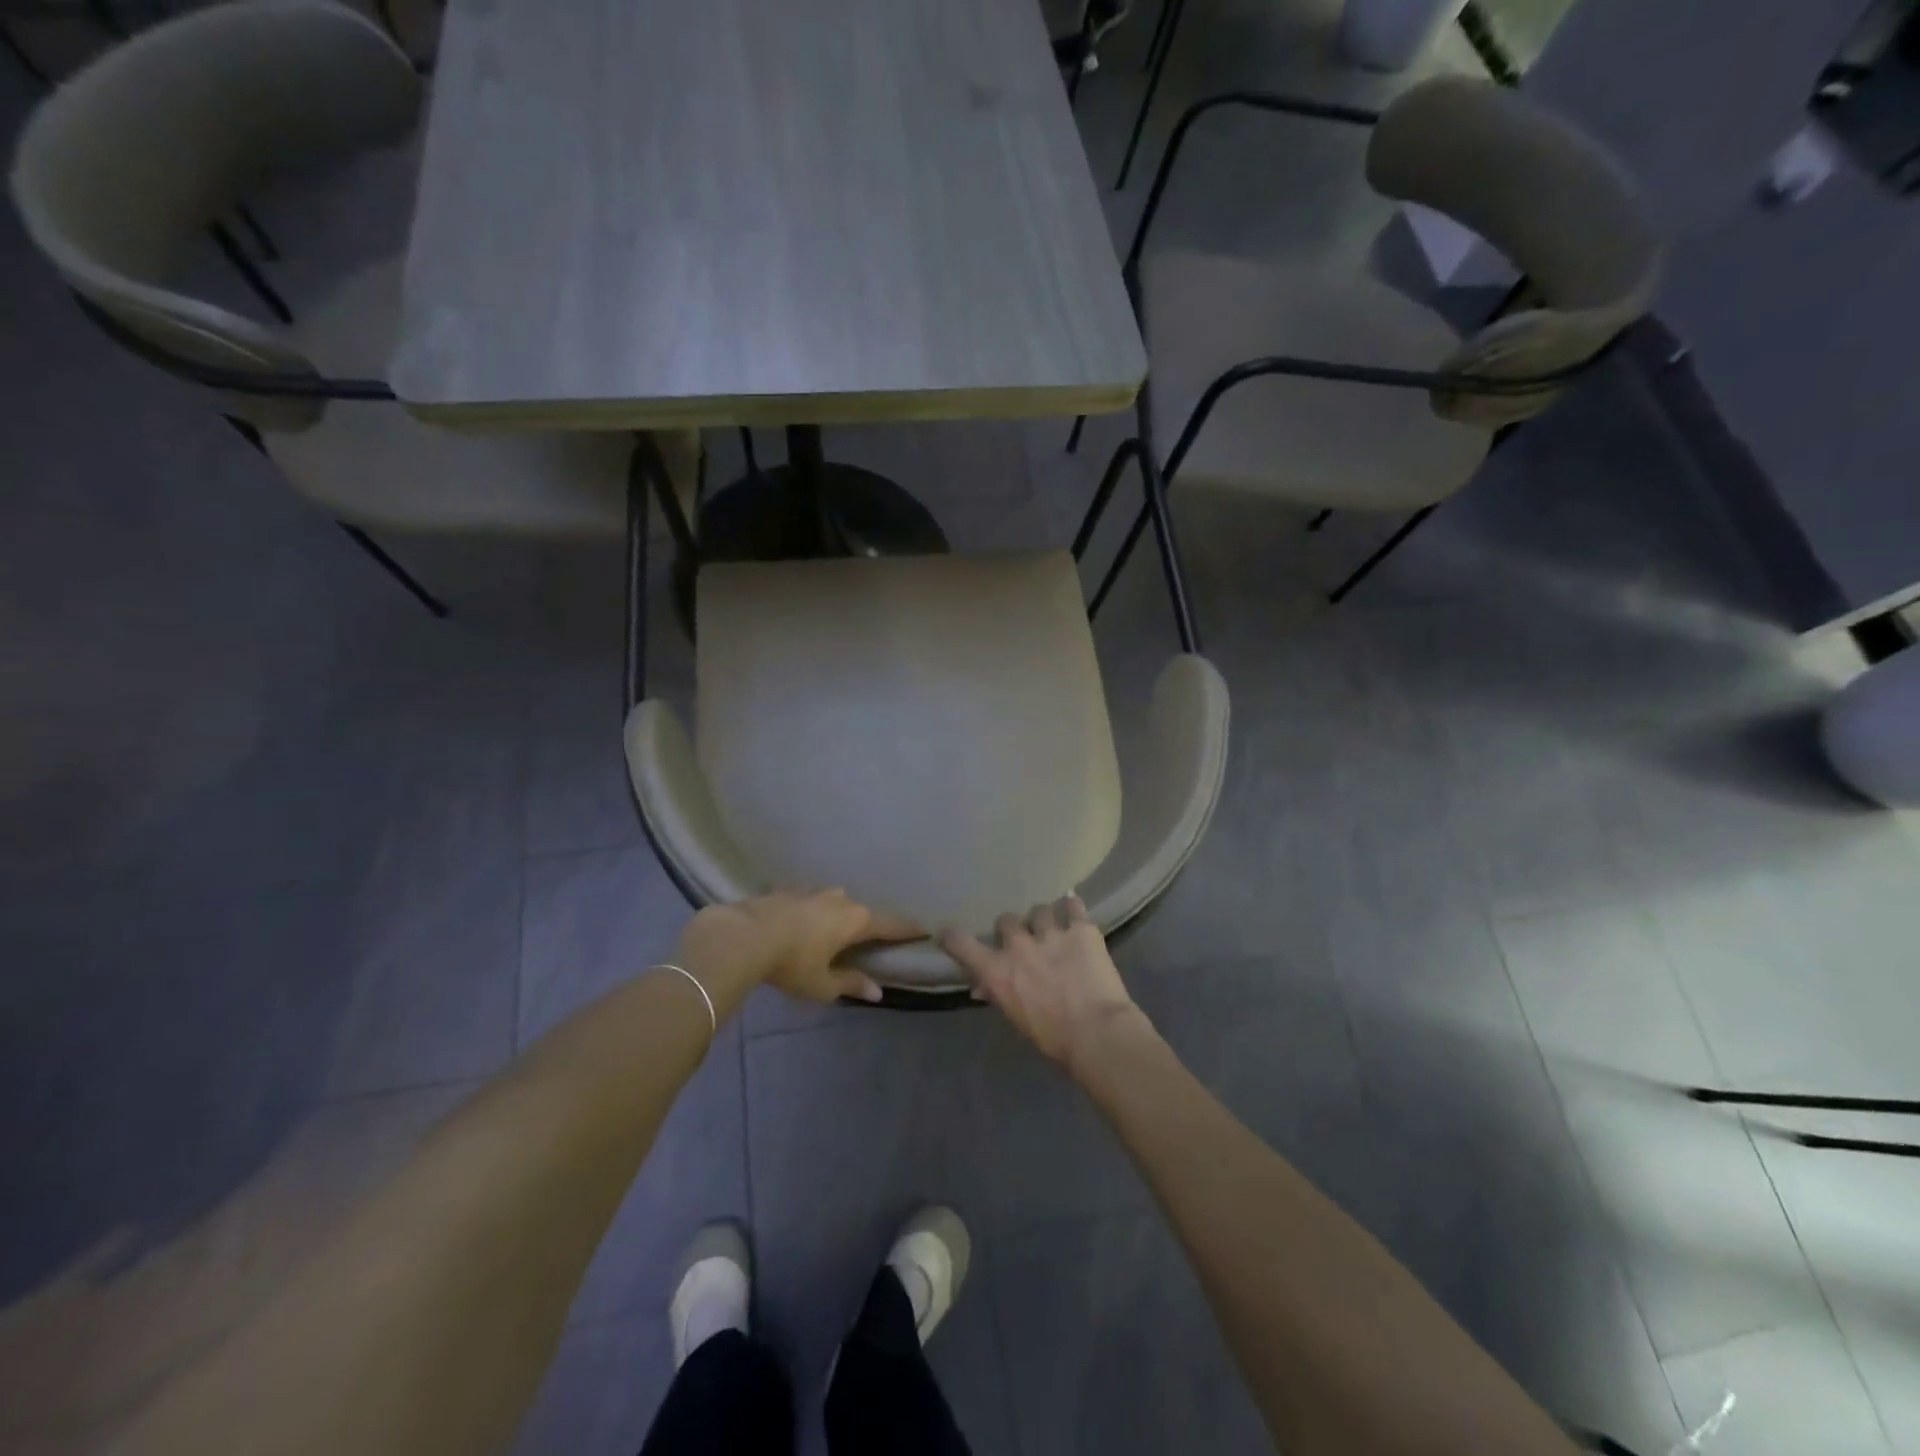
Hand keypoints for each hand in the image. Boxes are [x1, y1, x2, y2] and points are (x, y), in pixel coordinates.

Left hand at [678, 890, 921, 1005]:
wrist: (741, 936)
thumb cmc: (791, 963)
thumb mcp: (823, 984)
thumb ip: (851, 984)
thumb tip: (878, 991)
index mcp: (855, 919)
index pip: (891, 924)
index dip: (908, 929)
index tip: (924, 928)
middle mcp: (839, 899)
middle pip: (861, 912)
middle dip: (865, 925)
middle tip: (868, 940)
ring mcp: (812, 891)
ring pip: (833, 903)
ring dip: (836, 917)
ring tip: (832, 933)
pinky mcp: (786, 891)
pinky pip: (809, 903)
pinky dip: (811, 914)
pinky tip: (801, 926)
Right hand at [940, 896, 1145, 1072]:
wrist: (1097, 1032)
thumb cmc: (1054, 1038)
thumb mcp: (1017, 1018)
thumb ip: (999, 994)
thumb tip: (983, 986)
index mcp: (997, 971)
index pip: (961, 944)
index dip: (952, 936)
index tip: (949, 933)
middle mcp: (1018, 945)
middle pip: (1006, 920)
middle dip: (1013, 929)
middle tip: (1024, 940)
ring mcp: (1050, 932)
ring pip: (1040, 910)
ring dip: (1044, 920)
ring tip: (1054, 929)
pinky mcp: (1081, 928)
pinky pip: (1073, 905)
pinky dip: (1072, 907)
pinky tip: (1074, 910)